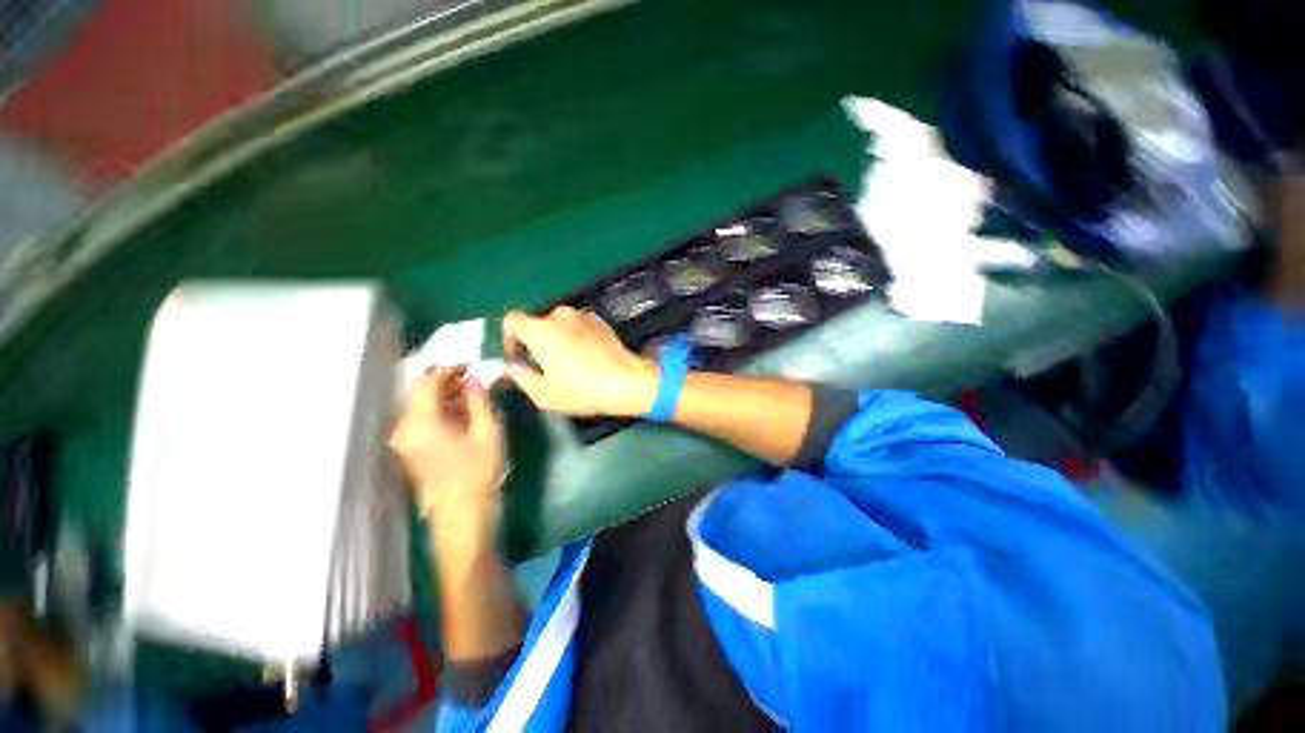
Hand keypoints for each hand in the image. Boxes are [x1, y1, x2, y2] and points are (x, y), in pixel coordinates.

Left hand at [390, 367, 505, 535]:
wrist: (464, 511)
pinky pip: (422, 419)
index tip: (472, 367)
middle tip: (476, 381)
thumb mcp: (488, 430)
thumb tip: (475, 376)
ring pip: (422, 405)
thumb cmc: (480, 470)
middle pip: (421, 392)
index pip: (427, 381)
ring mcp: (405, 440)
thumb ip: (479, 399)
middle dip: (449, 382)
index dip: (449, 370)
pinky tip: (463, 413)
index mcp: (422, 422)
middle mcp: (405, 428)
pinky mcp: (410, 448)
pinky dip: (441, 410)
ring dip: (446, 396)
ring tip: (474, 396)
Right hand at [503, 307, 657, 416]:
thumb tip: (511, 367)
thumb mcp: (544, 394)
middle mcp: (560, 315)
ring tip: (568, 364)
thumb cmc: (581, 390)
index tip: (518, 356)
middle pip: (537, 323)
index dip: (509, 337)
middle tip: (544, 365)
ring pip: (559, 325)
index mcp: (541, 330)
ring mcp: (583, 316)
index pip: (512, 320)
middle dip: (535, 341)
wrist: (625, 382)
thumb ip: (520, 377)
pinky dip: (575, 337)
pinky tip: (586, 358)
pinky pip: (577, 326)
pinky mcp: (600, 321)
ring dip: (556, 339)